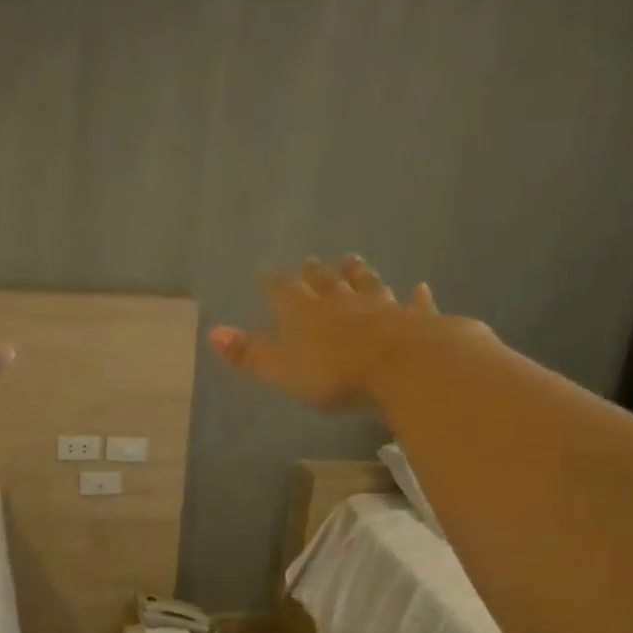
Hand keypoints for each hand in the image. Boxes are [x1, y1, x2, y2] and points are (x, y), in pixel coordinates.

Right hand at [208, 256, 439, 411]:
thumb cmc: (334, 373)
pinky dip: (415, 297)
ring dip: (359, 274)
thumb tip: (212, 332)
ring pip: (367, 286)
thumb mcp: (281, 369)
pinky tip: (419, 288)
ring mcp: (383, 309)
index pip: (284, 292)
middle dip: (315, 273)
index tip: (265, 270)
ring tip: (353, 260)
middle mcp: (342, 304)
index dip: (273, 282)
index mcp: (305, 315)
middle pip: (326, 283)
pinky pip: (414, 306)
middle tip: (310, 260)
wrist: (405, 368)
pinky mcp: (417, 322)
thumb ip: (249, 354)